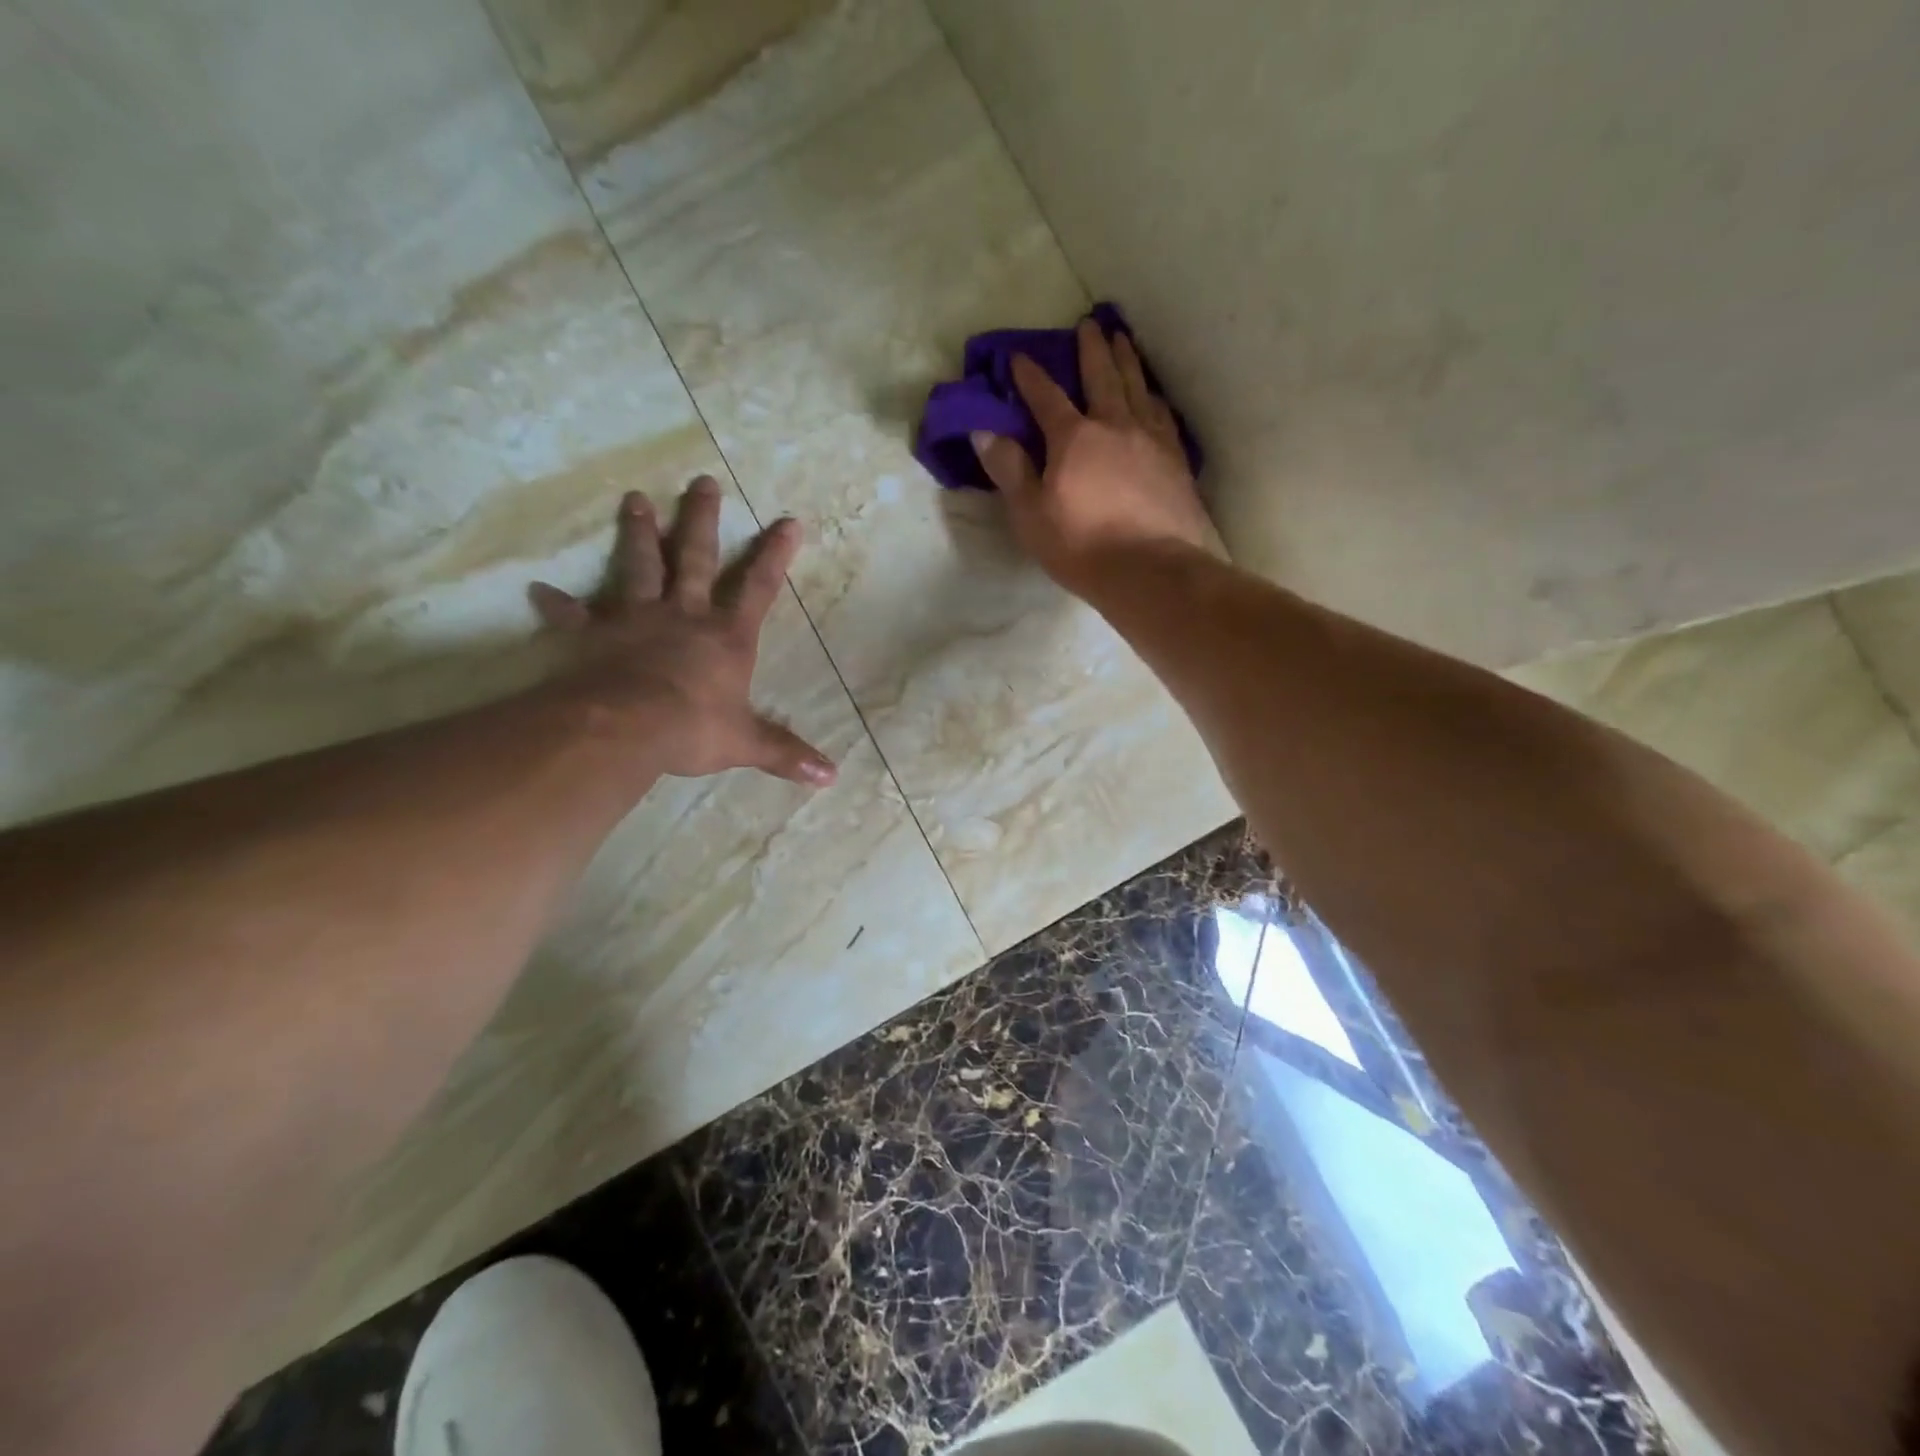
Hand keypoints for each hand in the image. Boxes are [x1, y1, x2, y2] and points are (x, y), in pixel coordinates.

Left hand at [527, 477, 835, 786]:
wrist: (627, 727)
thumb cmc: (693, 728)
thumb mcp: (746, 743)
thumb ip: (785, 754)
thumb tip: (831, 777)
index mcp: (727, 638)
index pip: (759, 588)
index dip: (775, 556)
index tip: (789, 521)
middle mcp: (685, 616)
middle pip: (697, 559)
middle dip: (701, 521)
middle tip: (701, 481)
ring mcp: (638, 620)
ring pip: (640, 567)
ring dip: (639, 534)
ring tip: (635, 500)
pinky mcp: (596, 635)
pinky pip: (574, 617)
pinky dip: (558, 606)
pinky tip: (539, 591)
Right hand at [971, 318, 1220, 592]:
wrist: (1151, 571)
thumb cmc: (1082, 546)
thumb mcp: (1031, 514)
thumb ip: (1010, 470)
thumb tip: (984, 431)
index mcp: (1073, 438)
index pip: (1046, 397)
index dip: (1030, 376)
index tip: (1019, 356)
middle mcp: (1115, 425)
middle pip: (1103, 377)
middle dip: (1092, 349)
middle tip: (1090, 323)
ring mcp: (1151, 440)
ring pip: (1138, 388)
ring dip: (1128, 361)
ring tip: (1124, 340)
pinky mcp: (1176, 461)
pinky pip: (1164, 416)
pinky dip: (1154, 398)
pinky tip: (1154, 396)